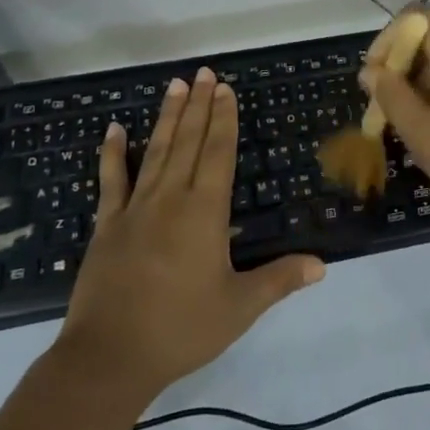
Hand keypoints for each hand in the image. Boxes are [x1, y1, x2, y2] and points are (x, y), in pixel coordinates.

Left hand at [58, 69, 324, 398]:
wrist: (109, 357)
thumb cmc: (181, 329)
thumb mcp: (239, 307)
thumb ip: (280, 280)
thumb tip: (322, 265)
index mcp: (205, 212)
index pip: (218, 153)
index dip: (224, 118)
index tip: (225, 89)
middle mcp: (171, 198)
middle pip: (189, 141)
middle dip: (199, 105)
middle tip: (204, 73)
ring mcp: (135, 208)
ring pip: (156, 151)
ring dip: (168, 117)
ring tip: (175, 86)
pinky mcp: (107, 225)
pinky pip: (111, 180)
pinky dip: (113, 153)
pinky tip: (114, 129)